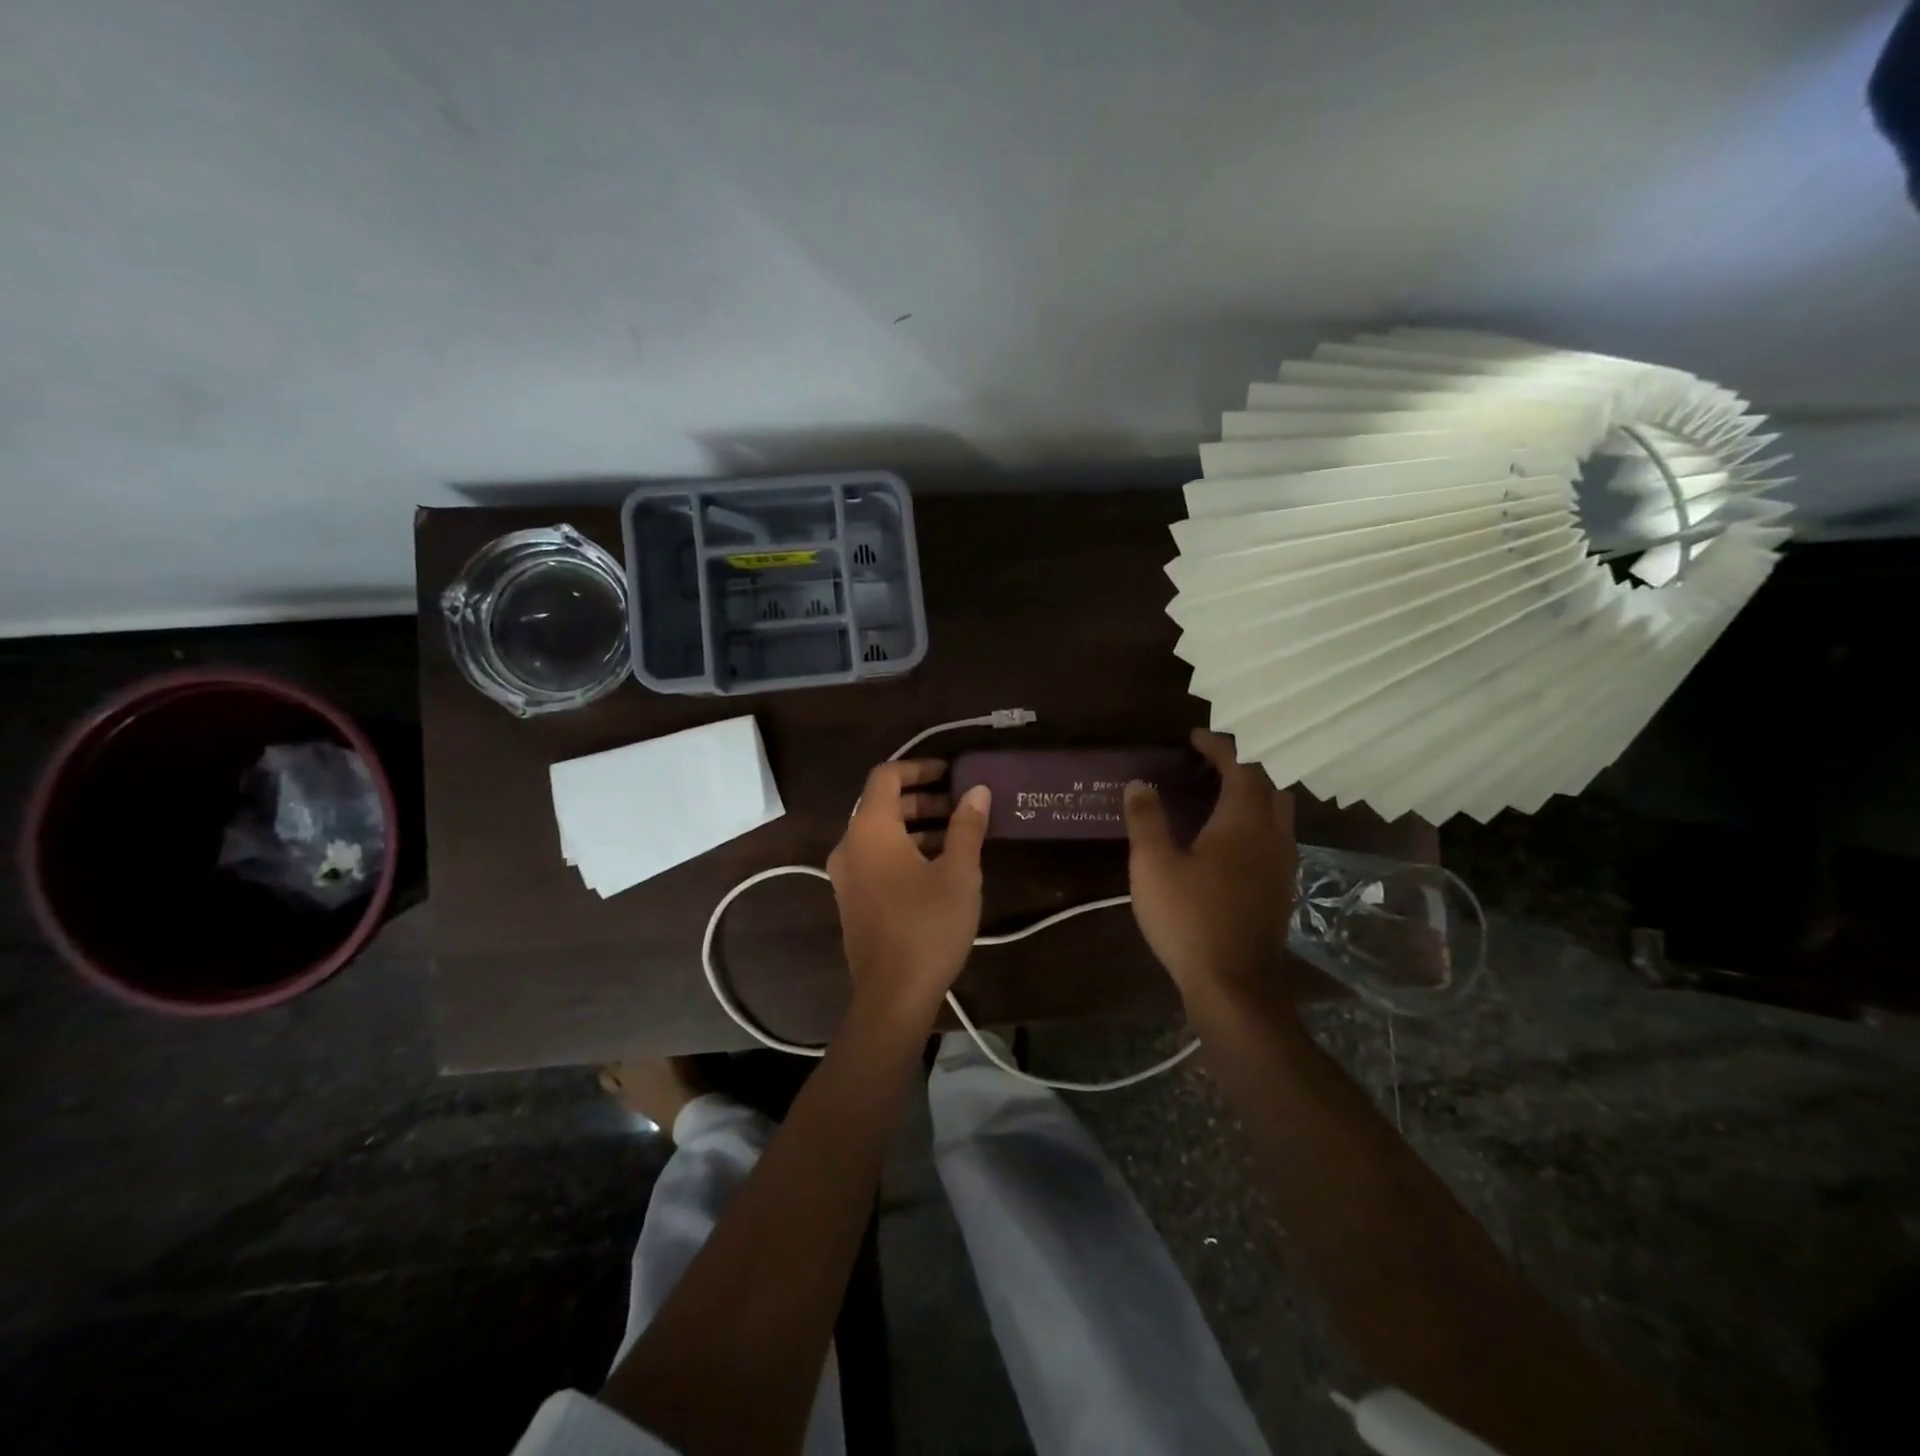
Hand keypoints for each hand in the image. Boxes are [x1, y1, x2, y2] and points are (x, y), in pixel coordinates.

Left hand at [827, 760, 991, 1016]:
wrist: (891, 995)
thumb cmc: (927, 925)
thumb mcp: (958, 872)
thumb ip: (967, 826)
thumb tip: (977, 790)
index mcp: (870, 830)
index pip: (886, 776)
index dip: (919, 767)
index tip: (951, 774)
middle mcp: (849, 845)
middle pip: (882, 804)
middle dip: (922, 799)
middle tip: (961, 806)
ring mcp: (846, 875)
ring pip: (880, 834)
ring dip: (915, 826)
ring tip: (957, 836)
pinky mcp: (852, 900)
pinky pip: (876, 858)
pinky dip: (903, 850)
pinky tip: (937, 868)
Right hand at [1124, 729, 1295, 996]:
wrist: (1234, 985)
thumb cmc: (1189, 918)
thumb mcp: (1153, 865)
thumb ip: (1146, 820)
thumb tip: (1138, 783)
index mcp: (1243, 822)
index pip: (1240, 767)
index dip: (1219, 746)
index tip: (1195, 737)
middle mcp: (1272, 836)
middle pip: (1268, 785)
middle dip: (1242, 766)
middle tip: (1209, 764)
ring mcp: (1282, 865)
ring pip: (1277, 812)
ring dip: (1253, 793)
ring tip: (1218, 794)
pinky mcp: (1280, 889)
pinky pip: (1275, 837)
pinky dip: (1255, 821)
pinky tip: (1229, 839)